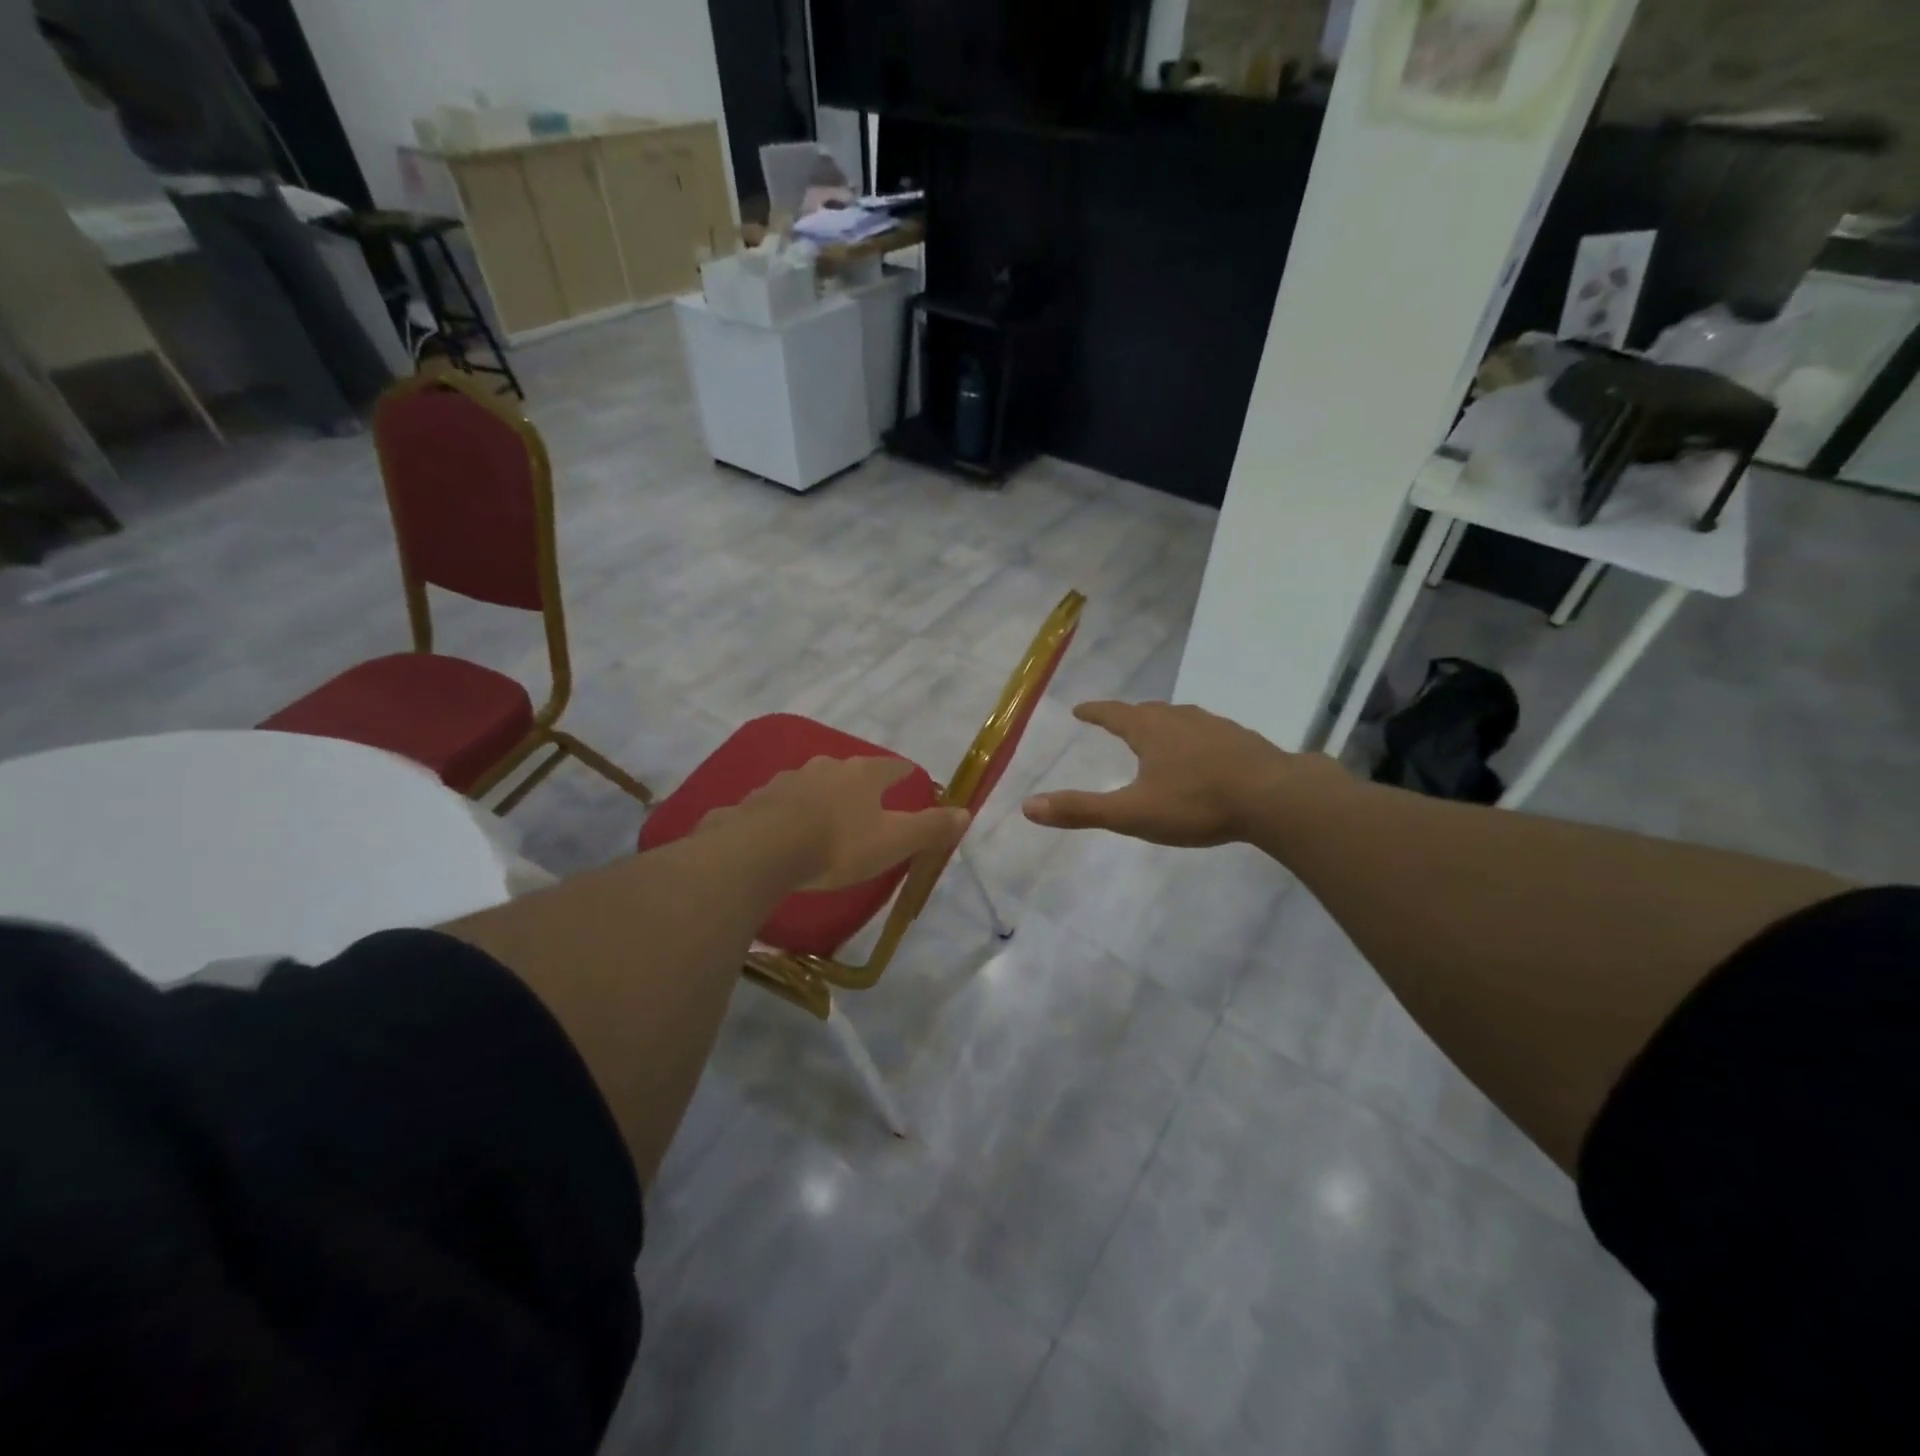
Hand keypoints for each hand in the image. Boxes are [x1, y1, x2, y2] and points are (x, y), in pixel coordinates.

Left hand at [703, 756, 969, 890]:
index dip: (903, 774)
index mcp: (863, 774)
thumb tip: (965, 812)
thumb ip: (930, 827)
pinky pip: (779, 804)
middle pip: (850, 771)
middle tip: (866, 805)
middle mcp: (826, 767)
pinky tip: (785, 832)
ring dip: (821, 797)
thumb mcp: (894, 841)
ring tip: (825, 819)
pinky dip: (788, 813)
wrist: (764, 850)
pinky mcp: (757, 800)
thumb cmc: (839, 844)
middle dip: (859, 785)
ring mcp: (788, 780)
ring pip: (812, 784)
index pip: (892, 767)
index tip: (910, 779)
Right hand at [1023, 701, 1341, 846]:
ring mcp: (1215, 726)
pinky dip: (1193, 738)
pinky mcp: (1242, 740)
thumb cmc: (1197, 803)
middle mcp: (1180, 719)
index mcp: (1150, 730)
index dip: (1094, 712)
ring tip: (1156, 735)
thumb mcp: (1132, 813)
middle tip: (1116, 721)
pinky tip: (1202, 754)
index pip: (1113, 713)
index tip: (1080, 709)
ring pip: (1180, 719)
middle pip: (1147, 711)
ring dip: (1162, 724)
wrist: (1275, 797)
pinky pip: (1207, 732)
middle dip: (1128, 716)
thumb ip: (1081, 810)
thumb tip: (1027, 806)